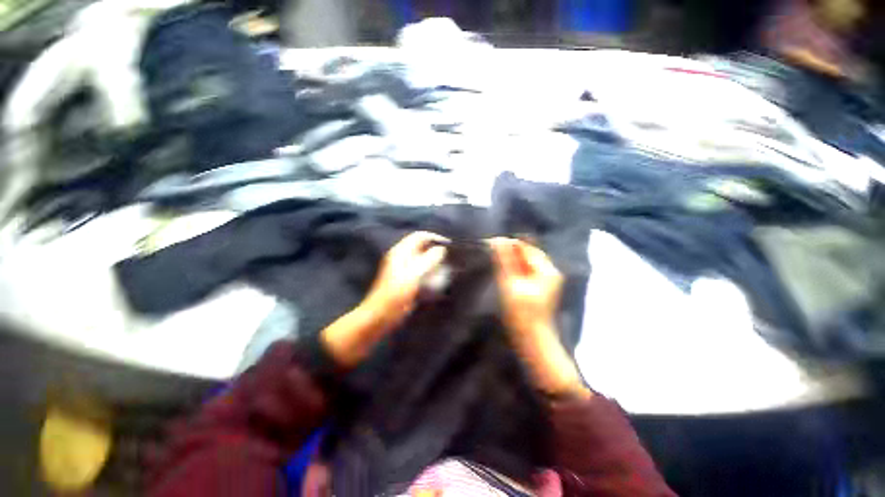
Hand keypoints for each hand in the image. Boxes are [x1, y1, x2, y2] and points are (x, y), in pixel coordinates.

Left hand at [322, 232, 446, 366]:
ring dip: (433, 260)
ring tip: (445, 267)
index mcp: (400, 252)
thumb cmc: (397, 294)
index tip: (448, 245)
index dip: (434, 237)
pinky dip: (430, 270)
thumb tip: (440, 249)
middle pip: (421, 246)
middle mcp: (401, 257)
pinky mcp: (405, 279)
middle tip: (448, 257)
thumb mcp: (414, 275)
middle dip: (435, 249)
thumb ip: (428, 260)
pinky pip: (420, 269)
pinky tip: (437, 279)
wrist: (382, 315)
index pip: (419, 236)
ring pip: (422, 258)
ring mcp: (402, 268)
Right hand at [488, 238, 562, 337]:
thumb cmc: (521, 313)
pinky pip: (526, 273)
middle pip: (528, 255)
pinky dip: (515, 270)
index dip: (510, 244)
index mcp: (547, 270)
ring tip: (496, 259)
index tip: (492, 242)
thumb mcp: (510, 284)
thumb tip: (498, 240)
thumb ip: (504, 261)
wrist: (532, 340)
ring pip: (526, 264)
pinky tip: (504, 271)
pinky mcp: (539, 289)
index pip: (527, 248)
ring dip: (512, 260)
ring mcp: (546, 282)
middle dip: (511, 252)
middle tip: (492, 250)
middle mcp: (549, 273)